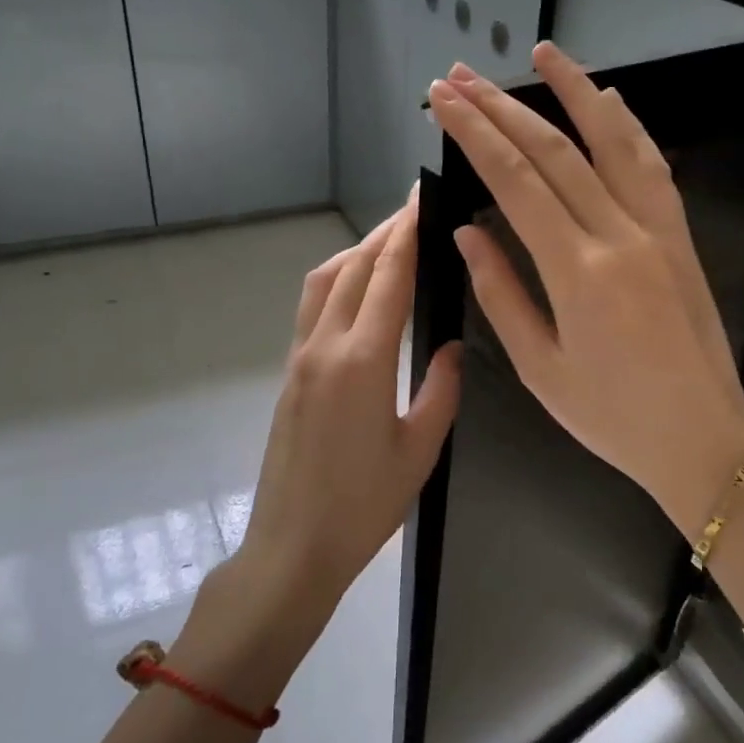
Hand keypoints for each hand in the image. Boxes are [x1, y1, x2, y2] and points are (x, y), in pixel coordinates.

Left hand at [235, 192, 462, 618]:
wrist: (292, 546)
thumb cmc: (364, 506)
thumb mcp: (419, 450)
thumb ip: (441, 389)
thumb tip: (453, 345)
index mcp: (362, 361)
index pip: (387, 277)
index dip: (406, 232)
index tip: (422, 197)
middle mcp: (325, 346)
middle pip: (354, 268)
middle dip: (385, 233)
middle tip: (415, 209)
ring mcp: (300, 358)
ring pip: (325, 282)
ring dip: (356, 252)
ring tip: (389, 240)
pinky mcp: (290, 373)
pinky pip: (313, 308)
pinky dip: (339, 280)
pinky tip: (359, 288)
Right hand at [428, 44, 743, 532]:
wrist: (703, 439)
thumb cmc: (612, 417)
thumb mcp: (540, 368)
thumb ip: (500, 293)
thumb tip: (466, 232)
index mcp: (578, 272)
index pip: (516, 182)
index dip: (475, 135)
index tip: (443, 101)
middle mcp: (620, 235)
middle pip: (555, 152)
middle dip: (503, 107)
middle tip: (462, 76)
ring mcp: (658, 230)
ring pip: (613, 142)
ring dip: (575, 91)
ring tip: (542, 52)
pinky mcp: (681, 237)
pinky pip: (653, 168)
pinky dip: (629, 128)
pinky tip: (610, 100)